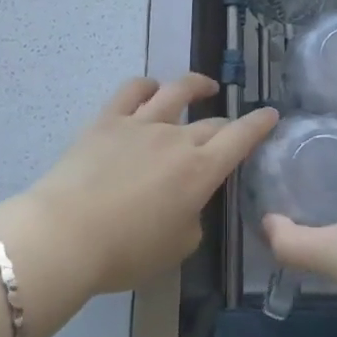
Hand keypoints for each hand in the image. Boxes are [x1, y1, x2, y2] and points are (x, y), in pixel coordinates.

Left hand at [3, 74, 277, 298]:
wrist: (66, 235)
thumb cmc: (126, 252)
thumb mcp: (177, 247)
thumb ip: (192, 220)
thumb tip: (187, 203)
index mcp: (200, 171)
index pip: (240, 138)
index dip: (259, 125)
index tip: (270, 114)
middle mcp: (176, 139)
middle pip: (210, 122)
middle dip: (227, 124)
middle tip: (231, 130)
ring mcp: (141, 123)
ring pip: (176, 92)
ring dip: (195, 85)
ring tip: (204, 86)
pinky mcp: (107, 120)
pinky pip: (131, 91)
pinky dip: (146, 85)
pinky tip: (151, 88)